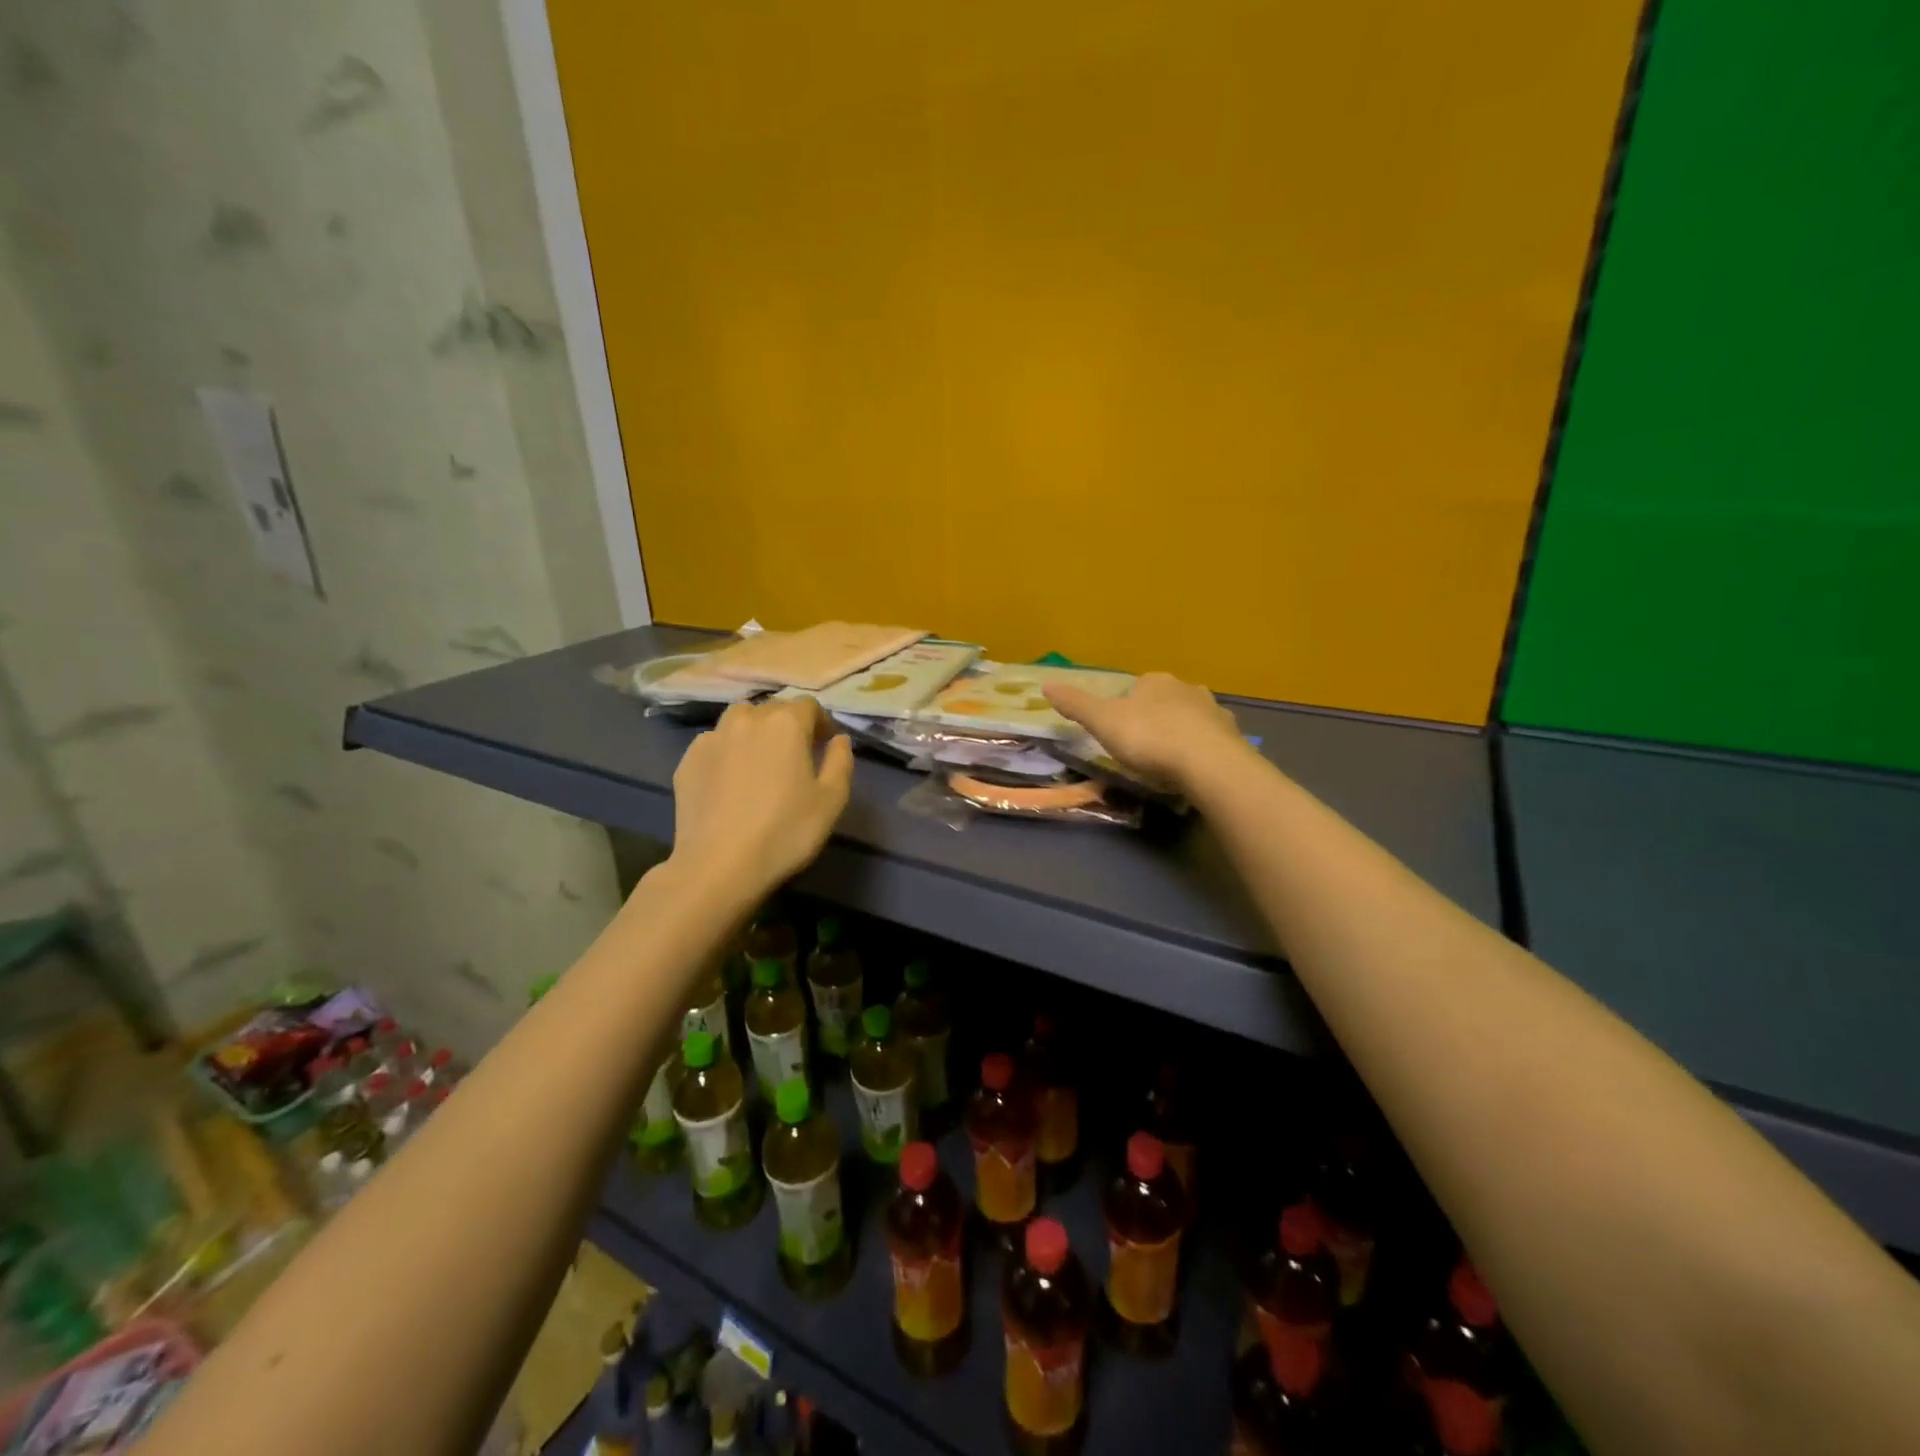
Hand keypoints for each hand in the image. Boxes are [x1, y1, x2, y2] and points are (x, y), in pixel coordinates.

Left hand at [669, 698, 853, 895]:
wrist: (719, 866)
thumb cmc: (785, 832)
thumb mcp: (832, 800)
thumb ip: (841, 761)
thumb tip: (839, 739)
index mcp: (786, 724)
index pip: (809, 706)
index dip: (821, 722)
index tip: (825, 745)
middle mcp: (747, 719)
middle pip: (772, 709)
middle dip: (788, 725)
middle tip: (795, 756)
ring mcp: (712, 738)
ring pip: (738, 720)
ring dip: (754, 731)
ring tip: (759, 760)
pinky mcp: (687, 761)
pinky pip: (714, 743)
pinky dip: (727, 751)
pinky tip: (730, 780)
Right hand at [1045, 672, 1248, 789]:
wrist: (1208, 764)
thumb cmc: (1149, 739)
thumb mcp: (1103, 723)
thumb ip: (1076, 705)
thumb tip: (1045, 684)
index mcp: (1155, 681)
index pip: (1136, 687)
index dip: (1126, 708)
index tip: (1120, 732)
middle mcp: (1187, 689)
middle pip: (1165, 701)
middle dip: (1155, 719)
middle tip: (1143, 749)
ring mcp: (1214, 712)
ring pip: (1191, 720)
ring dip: (1181, 734)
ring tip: (1169, 762)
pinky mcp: (1233, 737)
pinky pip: (1211, 742)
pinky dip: (1201, 752)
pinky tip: (1194, 771)